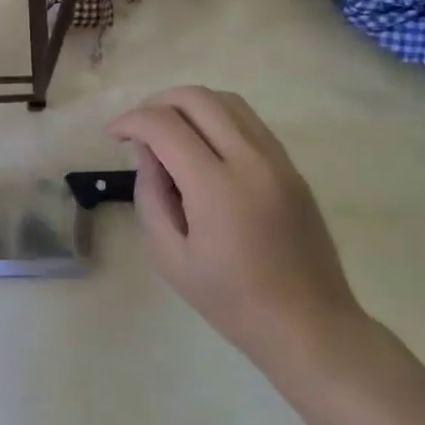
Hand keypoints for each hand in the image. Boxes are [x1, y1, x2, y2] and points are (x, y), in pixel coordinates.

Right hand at [108, 87, 371, 383]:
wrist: (310, 326)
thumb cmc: (232, 301)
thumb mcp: (170, 258)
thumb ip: (150, 196)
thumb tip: (148, 153)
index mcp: (216, 187)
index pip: (164, 125)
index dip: (131, 121)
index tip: (114, 135)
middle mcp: (250, 160)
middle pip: (196, 98)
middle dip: (157, 102)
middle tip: (139, 128)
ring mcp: (277, 159)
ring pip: (226, 100)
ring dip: (189, 105)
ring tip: (169, 131)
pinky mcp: (292, 166)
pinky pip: (249, 121)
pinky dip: (217, 118)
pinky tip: (204, 145)